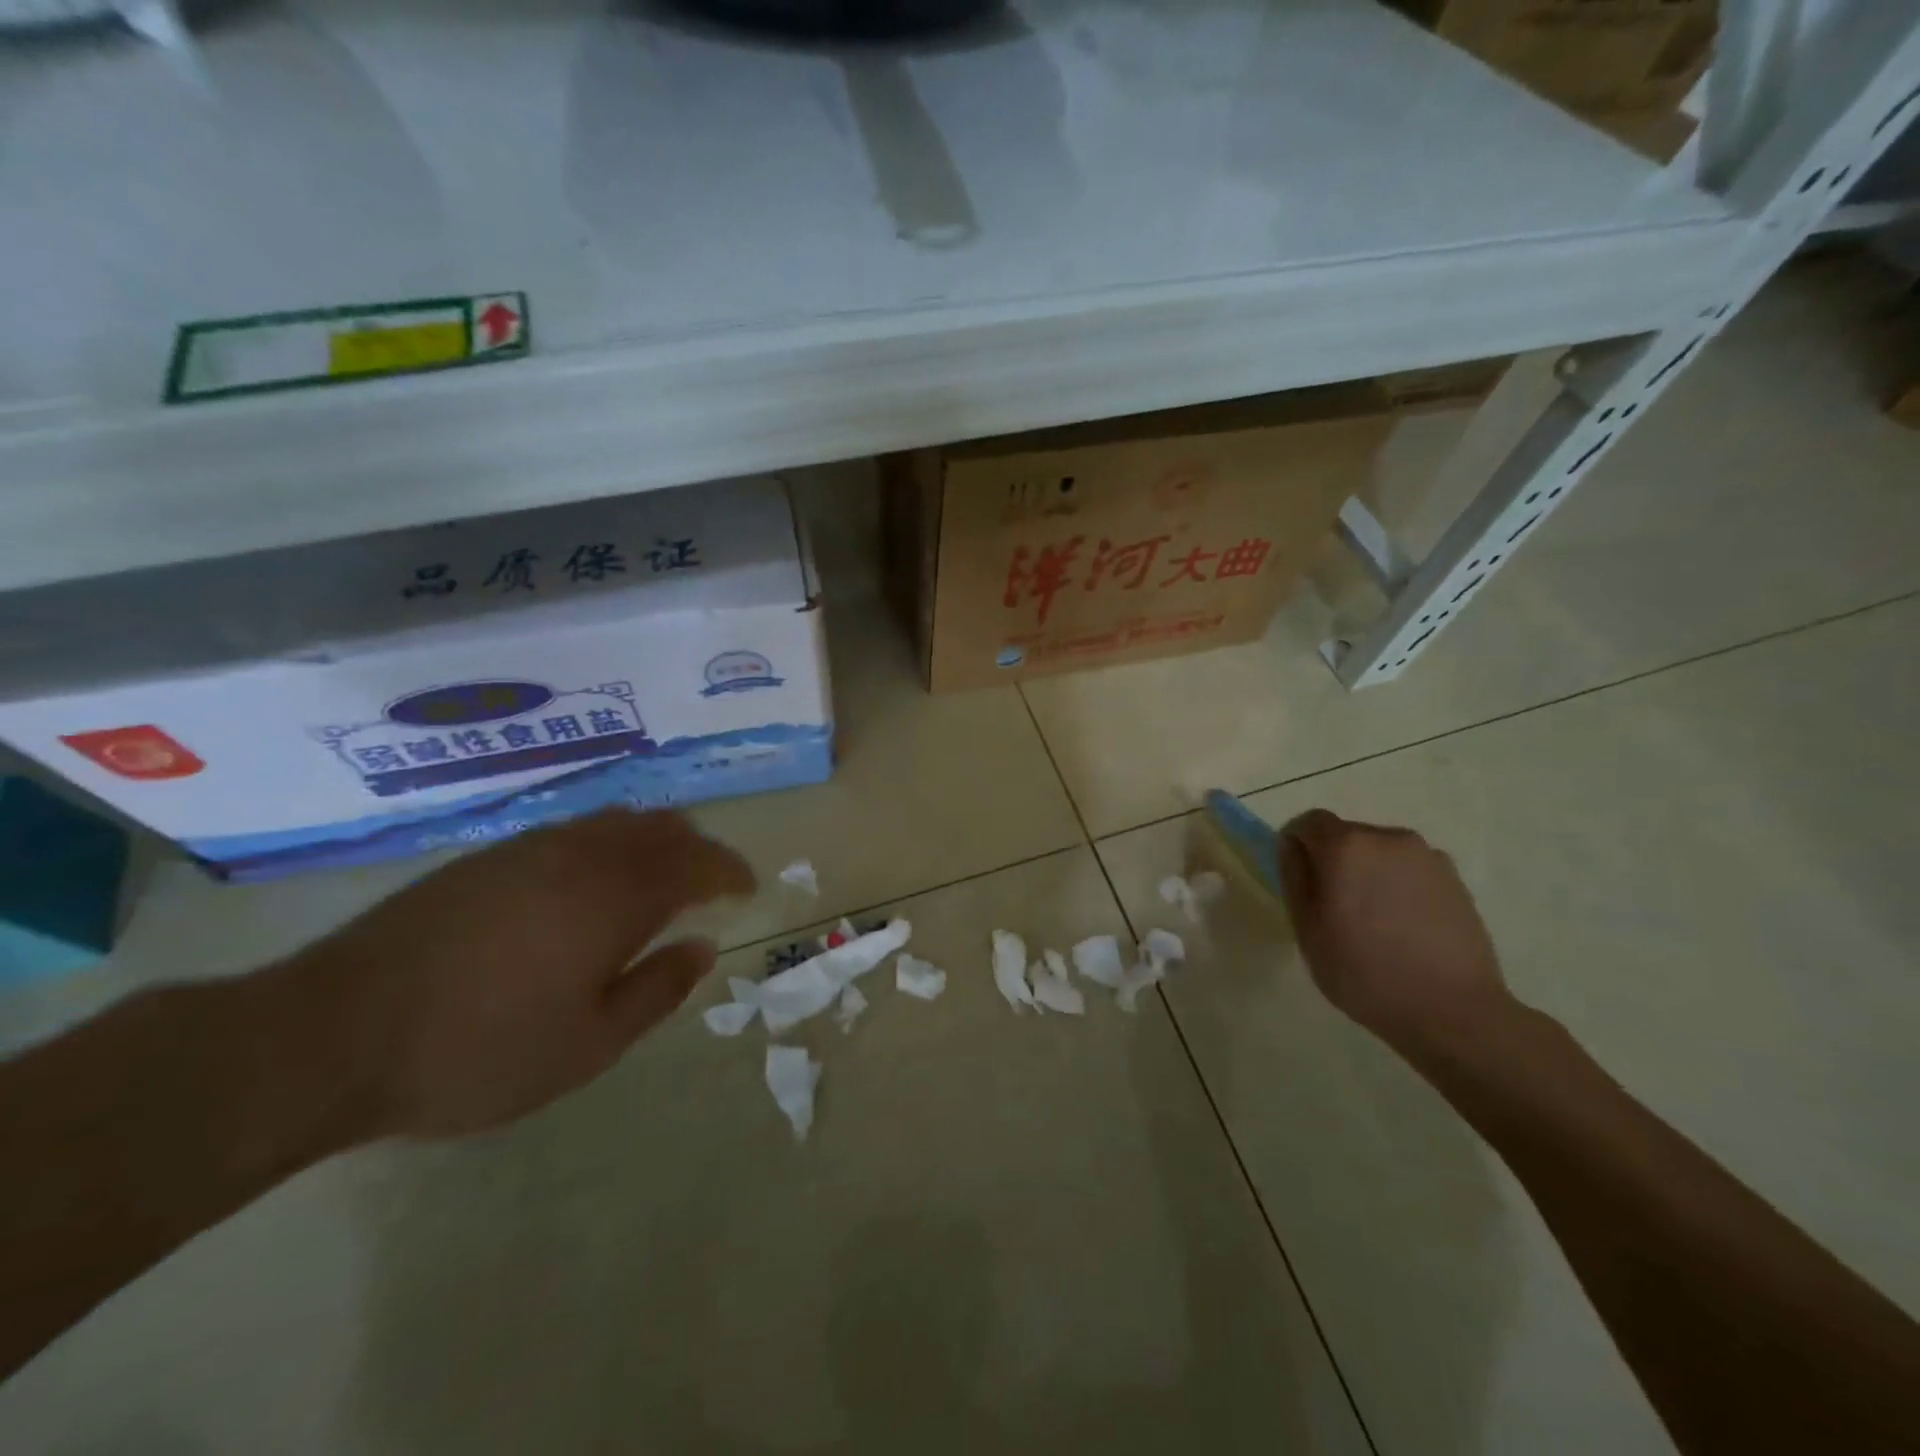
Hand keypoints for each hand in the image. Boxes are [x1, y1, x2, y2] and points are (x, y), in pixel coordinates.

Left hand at [275, 809, 753, 1141]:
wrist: (329, 1035)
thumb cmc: (477, 1051)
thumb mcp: (588, 1045)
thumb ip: (656, 991)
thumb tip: (702, 947)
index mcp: (615, 897)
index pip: (697, 862)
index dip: (731, 870)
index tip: (748, 888)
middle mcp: (581, 857)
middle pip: (660, 828)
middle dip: (698, 849)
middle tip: (711, 882)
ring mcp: (530, 851)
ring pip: (615, 822)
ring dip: (653, 841)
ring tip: (660, 877)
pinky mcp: (487, 859)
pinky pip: (573, 832)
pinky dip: (607, 844)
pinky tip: (592, 881)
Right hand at [1278, 809, 1513, 1058]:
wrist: (1453, 1011)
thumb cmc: (1363, 971)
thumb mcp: (1306, 928)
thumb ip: (1294, 876)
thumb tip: (1292, 846)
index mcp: (1345, 845)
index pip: (1308, 822)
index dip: (1296, 847)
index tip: (1299, 883)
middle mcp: (1387, 838)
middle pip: (1346, 835)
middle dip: (1334, 861)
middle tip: (1334, 909)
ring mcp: (1427, 856)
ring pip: (1380, 853)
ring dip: (1368, 874)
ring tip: (1374, 922)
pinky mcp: (1455, 879)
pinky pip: (1410, 870)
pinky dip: (1399, 886)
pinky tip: (1404, 927)